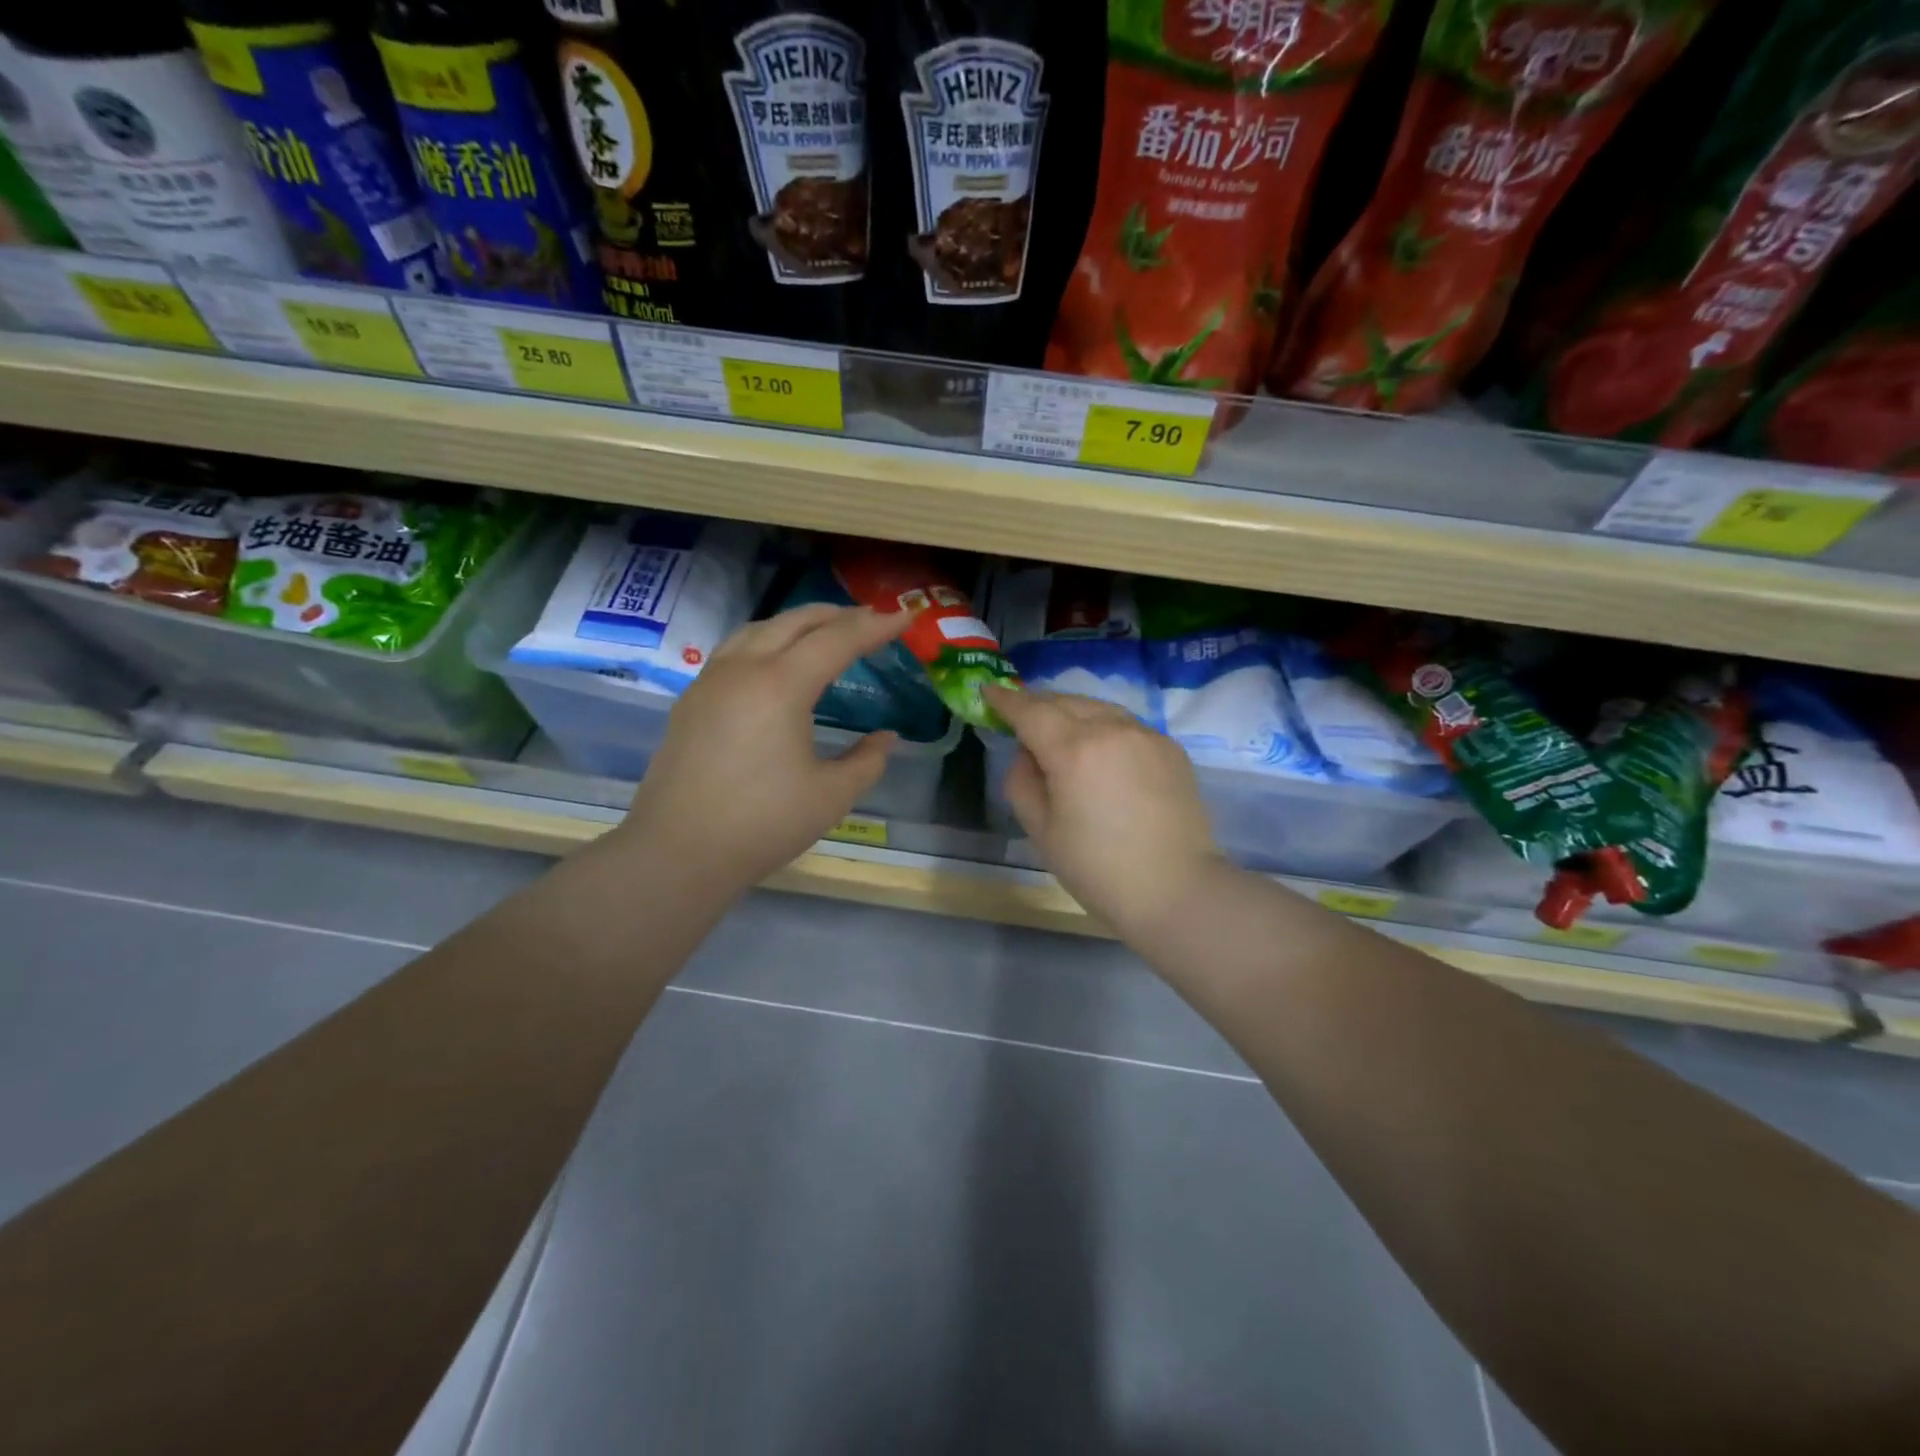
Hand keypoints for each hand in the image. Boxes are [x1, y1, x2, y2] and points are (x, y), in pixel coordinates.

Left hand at [619, 605, 908, 897]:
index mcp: (781, 685)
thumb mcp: (831, 796)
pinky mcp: (691, 701)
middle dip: (837, 615)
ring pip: (759, 630)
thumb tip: (886, 738)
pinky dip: (766, 642)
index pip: (838, 639)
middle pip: (795, 622)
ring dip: (797, 624)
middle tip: (870, 620)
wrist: (678, 852)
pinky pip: (734, 651)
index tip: (904, 618)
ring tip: (824, 632)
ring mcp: (710, 682)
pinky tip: (774, 664)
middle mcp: (743, 669)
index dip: (875, 626)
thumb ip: (867, 761)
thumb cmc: (763, 824)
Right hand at [984, 685, 1226, 939]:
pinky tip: (1098, 750)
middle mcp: (1112, 729)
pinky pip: (1125, 725)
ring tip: (1057, 728)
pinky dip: (1103, 727)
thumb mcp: (1040, 830)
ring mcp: (1146, 734)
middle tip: (1018, 713)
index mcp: (1074, 750)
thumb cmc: (1097, 869)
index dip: (1005, 699)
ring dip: (1071, 711)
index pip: (1030, 711)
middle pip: (1065, 701)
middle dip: (1037, 703)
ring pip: (1098, 707)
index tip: (988, 690)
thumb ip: (1022, 780)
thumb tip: (1028, 752)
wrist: (1176, 890)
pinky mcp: (1170, 747)